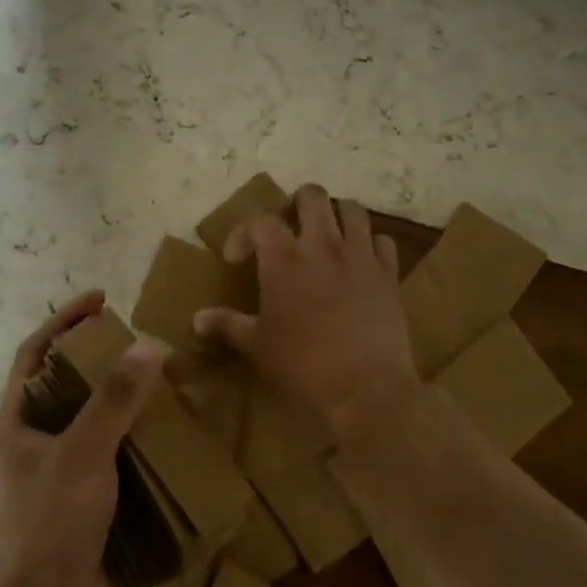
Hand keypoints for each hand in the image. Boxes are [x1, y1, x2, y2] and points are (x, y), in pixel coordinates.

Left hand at [0, 290, 165, 586]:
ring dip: (130, 407)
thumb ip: (113, 400)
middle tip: (147, 347)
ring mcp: (64, 481)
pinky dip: (144, 448)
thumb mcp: (81, 454)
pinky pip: (120, 464)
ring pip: (99, 427)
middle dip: (105, 364)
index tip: (102, 301)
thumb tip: (149, 347)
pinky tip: (175, 439)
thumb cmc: (51, 527)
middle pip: (70, 389)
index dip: (64, 323)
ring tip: (169, 387)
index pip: (35, 356)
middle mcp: (36, 448)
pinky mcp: (92, 509)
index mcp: (17, 427)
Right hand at [193, 184, 421, 442]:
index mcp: (283, 258)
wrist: (366, 390)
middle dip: (296, 204)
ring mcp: (360, 256)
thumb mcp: (257, 347)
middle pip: (312, 196)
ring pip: (352, 209)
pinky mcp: (389, 274)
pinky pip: (383, 241)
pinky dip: (370, 244)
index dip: (243, 232)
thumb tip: (197, 320)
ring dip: (336, 215)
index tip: (237, 258)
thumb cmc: (303, 367)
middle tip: (289, 230)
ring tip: (327, 237)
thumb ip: (227, 325)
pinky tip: (361, 263)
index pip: (260, 220)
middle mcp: (323, 245)